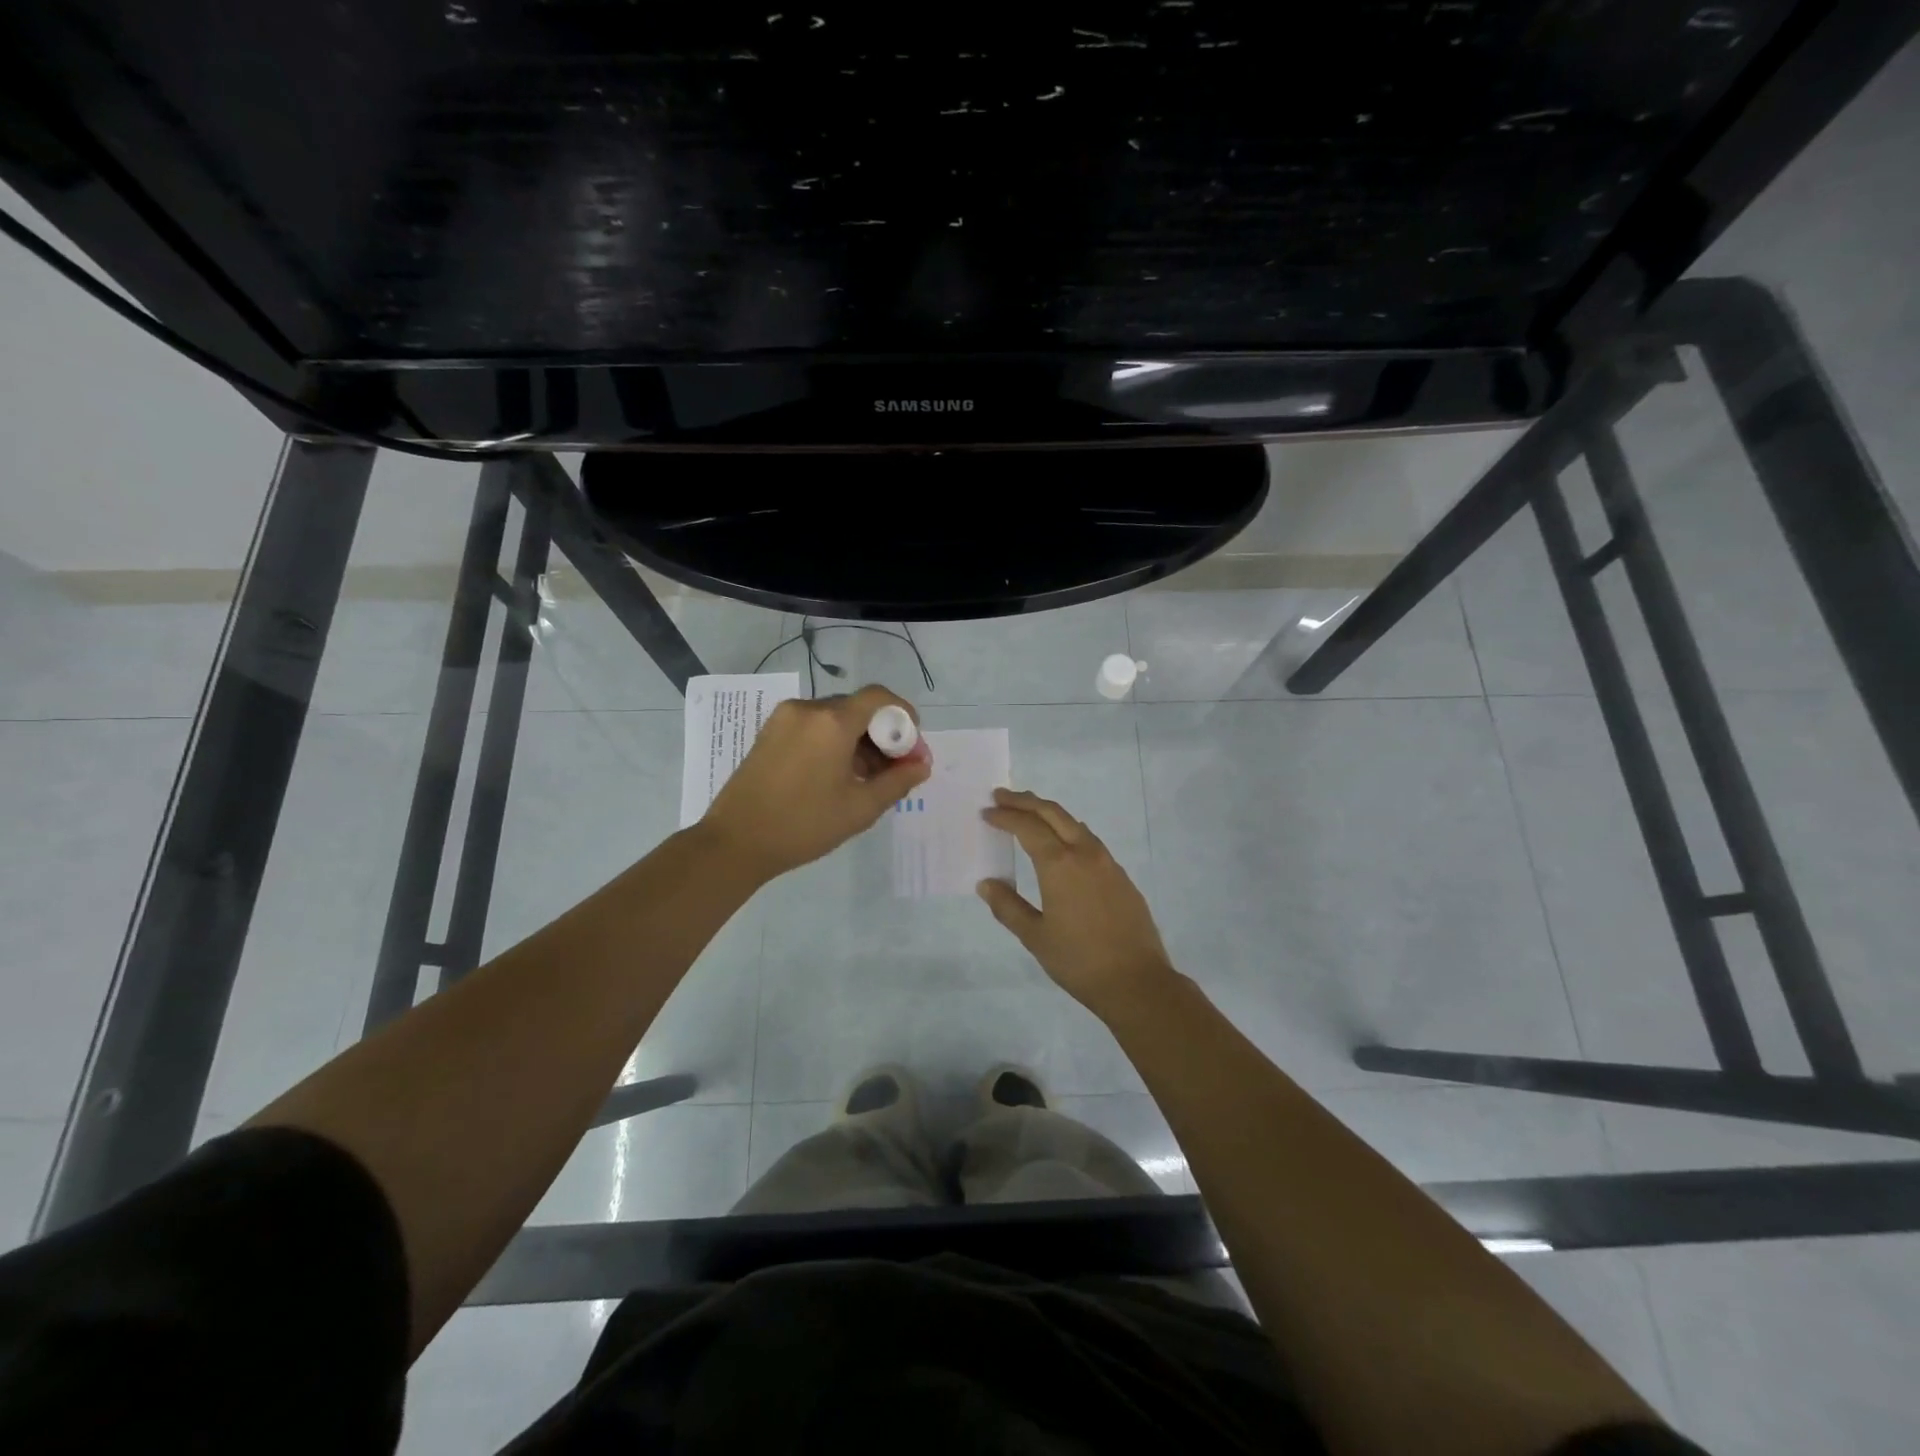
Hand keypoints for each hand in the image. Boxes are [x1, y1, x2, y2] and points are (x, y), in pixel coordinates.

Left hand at [701, 685, 932, 882]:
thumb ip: (897, 781)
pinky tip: (838, 775)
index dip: (903, 714)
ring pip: (835, 718)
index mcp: (832, 722)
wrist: (735, 842)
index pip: (879, 697)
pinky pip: (813, 727)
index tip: (912, 745)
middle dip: (882, 734)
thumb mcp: (860, 807)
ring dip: (858, 740)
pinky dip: (833, 742)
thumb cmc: (804, 824)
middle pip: (857, 708)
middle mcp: (807, 709)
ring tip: (867, 778)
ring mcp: (784, 719)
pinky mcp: (769, 733)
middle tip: (895, 768)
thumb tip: (921, 765)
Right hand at [978, 788, 1177, 1018]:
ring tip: (1028, 813)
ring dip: (1048, 813)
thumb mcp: (1035, 937)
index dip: (1005, 816)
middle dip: (1025, 801)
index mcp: (1059, 864)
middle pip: (1053, 813)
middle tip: (1001, 795)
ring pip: (1074, 823)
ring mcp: (1107, 862)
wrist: (1137, 981)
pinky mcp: (1121, 876)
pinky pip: (1089, 840)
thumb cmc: (1079, 960)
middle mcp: (1085, 853)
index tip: (986, 812)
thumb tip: (986, 884)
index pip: (1027, 827)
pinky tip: (1061, 844)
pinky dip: (1068, 830)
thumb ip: (1008, 907)